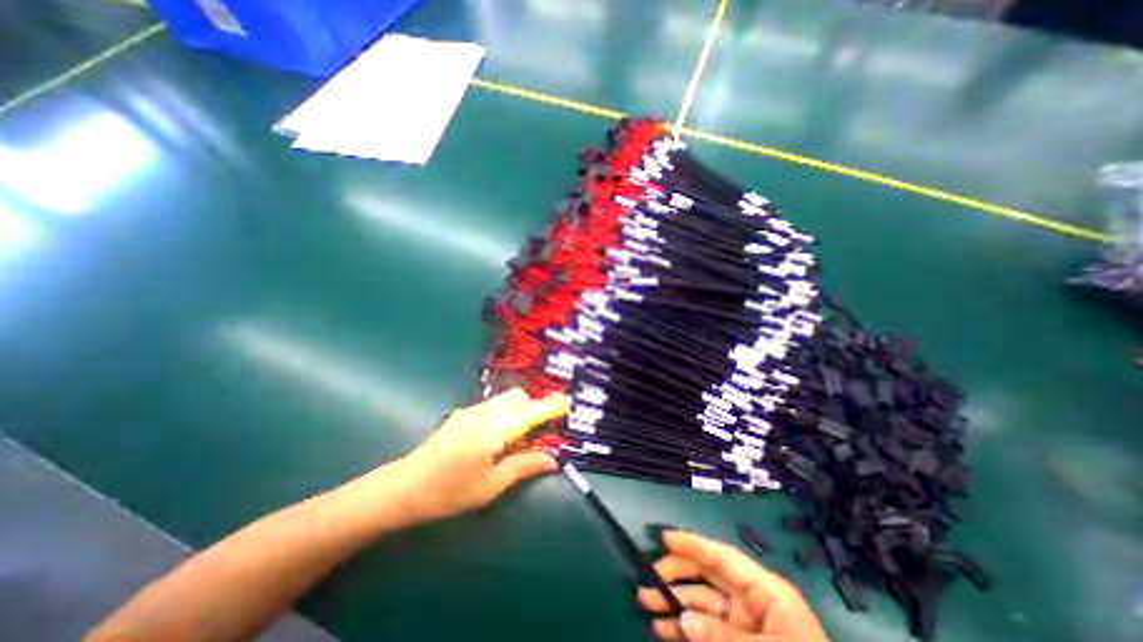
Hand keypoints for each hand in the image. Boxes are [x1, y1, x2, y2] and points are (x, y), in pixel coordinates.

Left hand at [390, 390, 568, 524]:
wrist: (404, 486)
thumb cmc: (450, 491)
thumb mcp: (491, 485)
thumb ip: (524, 466)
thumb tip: (553, 459)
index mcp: (495, 429)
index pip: (531, 411)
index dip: (551, 405)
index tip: (568, 402)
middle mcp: (485, 412)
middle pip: (518, 397)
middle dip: (533, 408)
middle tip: (538, 432)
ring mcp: (472, 410)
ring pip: (505, 399)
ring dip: (519, 410)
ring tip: (519, 437)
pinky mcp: (463, 414)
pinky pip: (493, 405)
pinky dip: (505, 413)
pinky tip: (498, 437)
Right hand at [635, 532, 831, 641]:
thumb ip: (724, 637)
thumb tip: (683, 619)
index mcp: (766, 591)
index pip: (722, 557)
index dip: (693, 544)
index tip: (665, 537)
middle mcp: (753, 601)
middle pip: (707, 575)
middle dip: (676, 575)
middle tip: (648, 580)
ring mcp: (746, 624)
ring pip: (702, 603)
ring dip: (674, 603)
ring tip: (647, 606)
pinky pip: (707, 629)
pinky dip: (685, 628)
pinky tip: (664, 630)